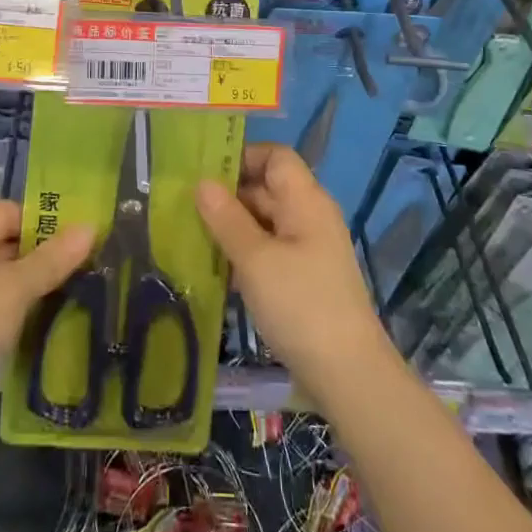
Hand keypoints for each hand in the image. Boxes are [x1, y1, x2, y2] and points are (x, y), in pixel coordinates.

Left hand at [0, 202, 92, 480]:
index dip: (45, 223)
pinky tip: (38, 321)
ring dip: (27, 286)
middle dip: (40, 255)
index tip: (80, 240)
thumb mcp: (14, 289)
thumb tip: (90, 227)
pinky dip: (10, 310)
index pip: (9, 212)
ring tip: (69, 293)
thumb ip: (52, 259)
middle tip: (82, 267)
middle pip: (2, 242)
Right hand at [195, 143, 392, 406]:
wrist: (348, 376)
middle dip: (228, 194)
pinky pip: (268, 251)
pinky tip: (215, 270)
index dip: (242, 156)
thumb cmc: (301, 305)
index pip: (275, 156)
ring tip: (190, 236)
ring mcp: (308, 249)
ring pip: (264, 222)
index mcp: (305, 201)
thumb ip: (226, 218)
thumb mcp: (255, 260)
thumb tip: (202, 182)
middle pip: (267, 188)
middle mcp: (309, 217)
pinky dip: (243, 254)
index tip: (204, 171)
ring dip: (231, 227)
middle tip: (184, 206)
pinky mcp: (303, 279)